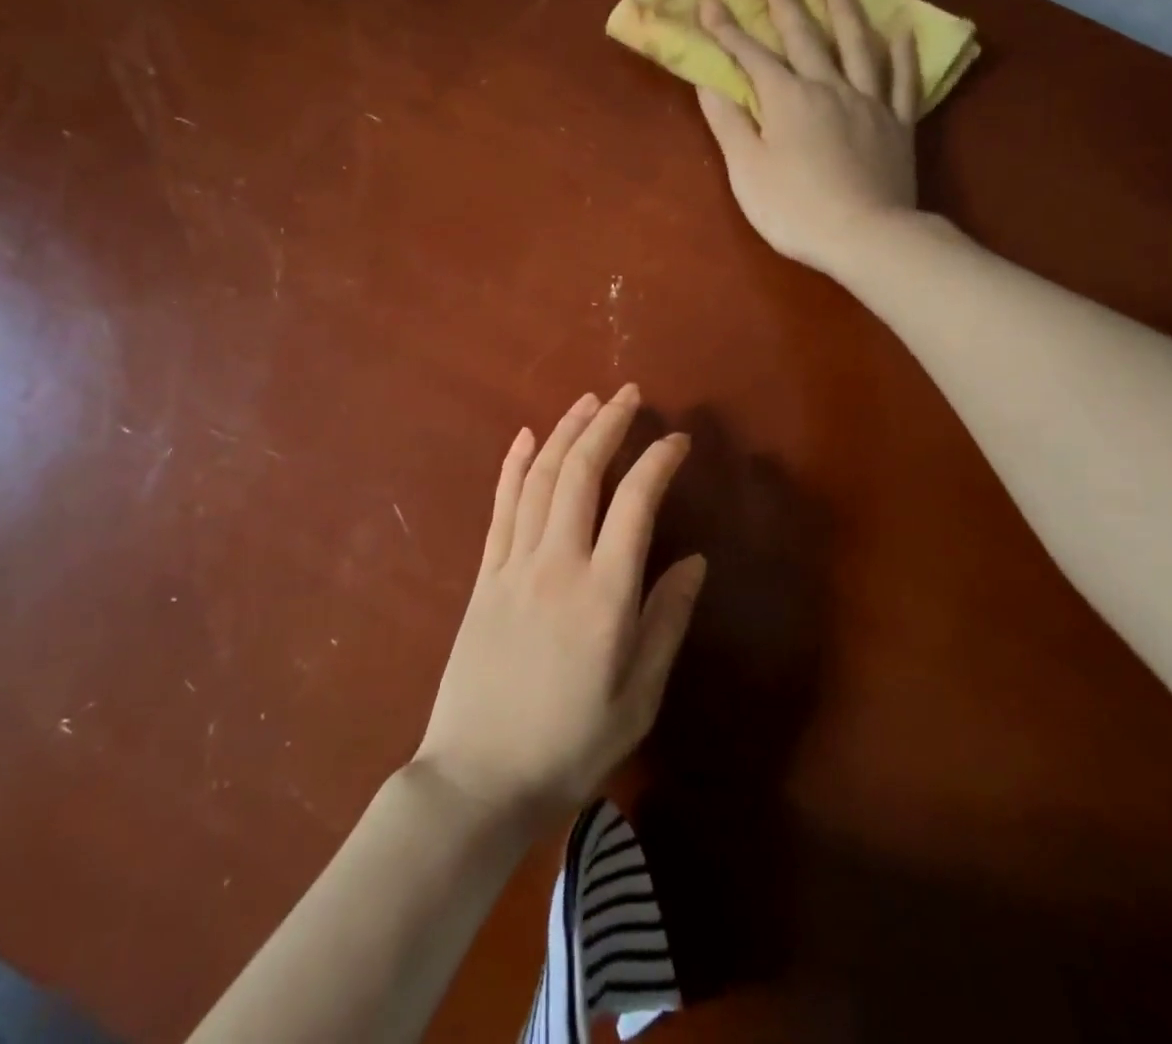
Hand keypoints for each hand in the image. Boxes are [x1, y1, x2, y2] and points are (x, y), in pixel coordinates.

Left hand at [413, 385, 705, 828]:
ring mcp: (512, 564)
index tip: (678, 440)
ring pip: (539, 478)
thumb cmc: (569, 747)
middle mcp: (557, 564)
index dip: (659, 462)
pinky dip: (513, 466)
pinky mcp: (483, 575)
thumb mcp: (638, 698)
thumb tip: (695, 561)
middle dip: (608, 425)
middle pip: (581, 473)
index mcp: (604, 595)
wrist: (477, 778)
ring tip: (588, 401)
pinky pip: (499, 507)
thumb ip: (666, 623)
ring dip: (565, 432)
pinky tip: (526, 437)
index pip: (636, 504)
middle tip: (629, 394)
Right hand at [696, 0, 921, 273]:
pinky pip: (902, 81)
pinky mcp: (898, 125)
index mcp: (787, 99)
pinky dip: (902, 55)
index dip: (727, 29)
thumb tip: (709, 82)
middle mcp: (828, 88)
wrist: (865, 235)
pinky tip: (902, 33)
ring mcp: (869, 103)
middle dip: (787, 3)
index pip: (751, 56)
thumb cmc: (794, 208)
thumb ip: (729, 123)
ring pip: (857, 47)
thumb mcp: (747, 170)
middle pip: (805, 38)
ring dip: (846, 12)